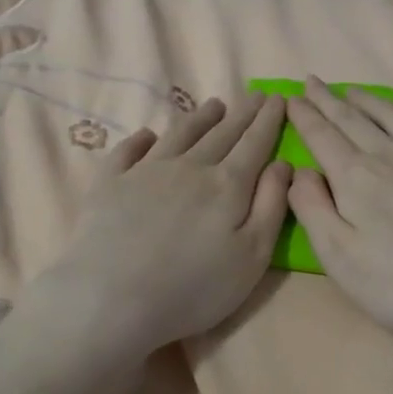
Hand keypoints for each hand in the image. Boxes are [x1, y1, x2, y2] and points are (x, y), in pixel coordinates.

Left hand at [39, 92, 292, 357]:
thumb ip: (271, 206)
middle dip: (242, 113)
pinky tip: (147, 135)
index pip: (254, 143)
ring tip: (213, 105)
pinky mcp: (110, 183)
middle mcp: (189, 167)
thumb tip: (282, 164)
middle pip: (221, 134)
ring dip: (199, 118)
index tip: (279, 97)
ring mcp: (145, 171)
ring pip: (179, 134)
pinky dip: (141, 138)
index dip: (269, 120)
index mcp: (227, 185)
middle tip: (255, 95)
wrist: (111, 298)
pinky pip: (128, 150)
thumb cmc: (193, 288)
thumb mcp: (251, 257)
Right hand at [286, 77, 392, 367]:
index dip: (305, 116)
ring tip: (358, 91)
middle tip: (315, 82)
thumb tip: (301, 171)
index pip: (323, 137)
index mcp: (358, 178)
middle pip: (356, 121)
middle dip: (331, 101)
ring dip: (376, 103)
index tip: (291, 97)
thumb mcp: (338, 255)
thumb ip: (312, 208)